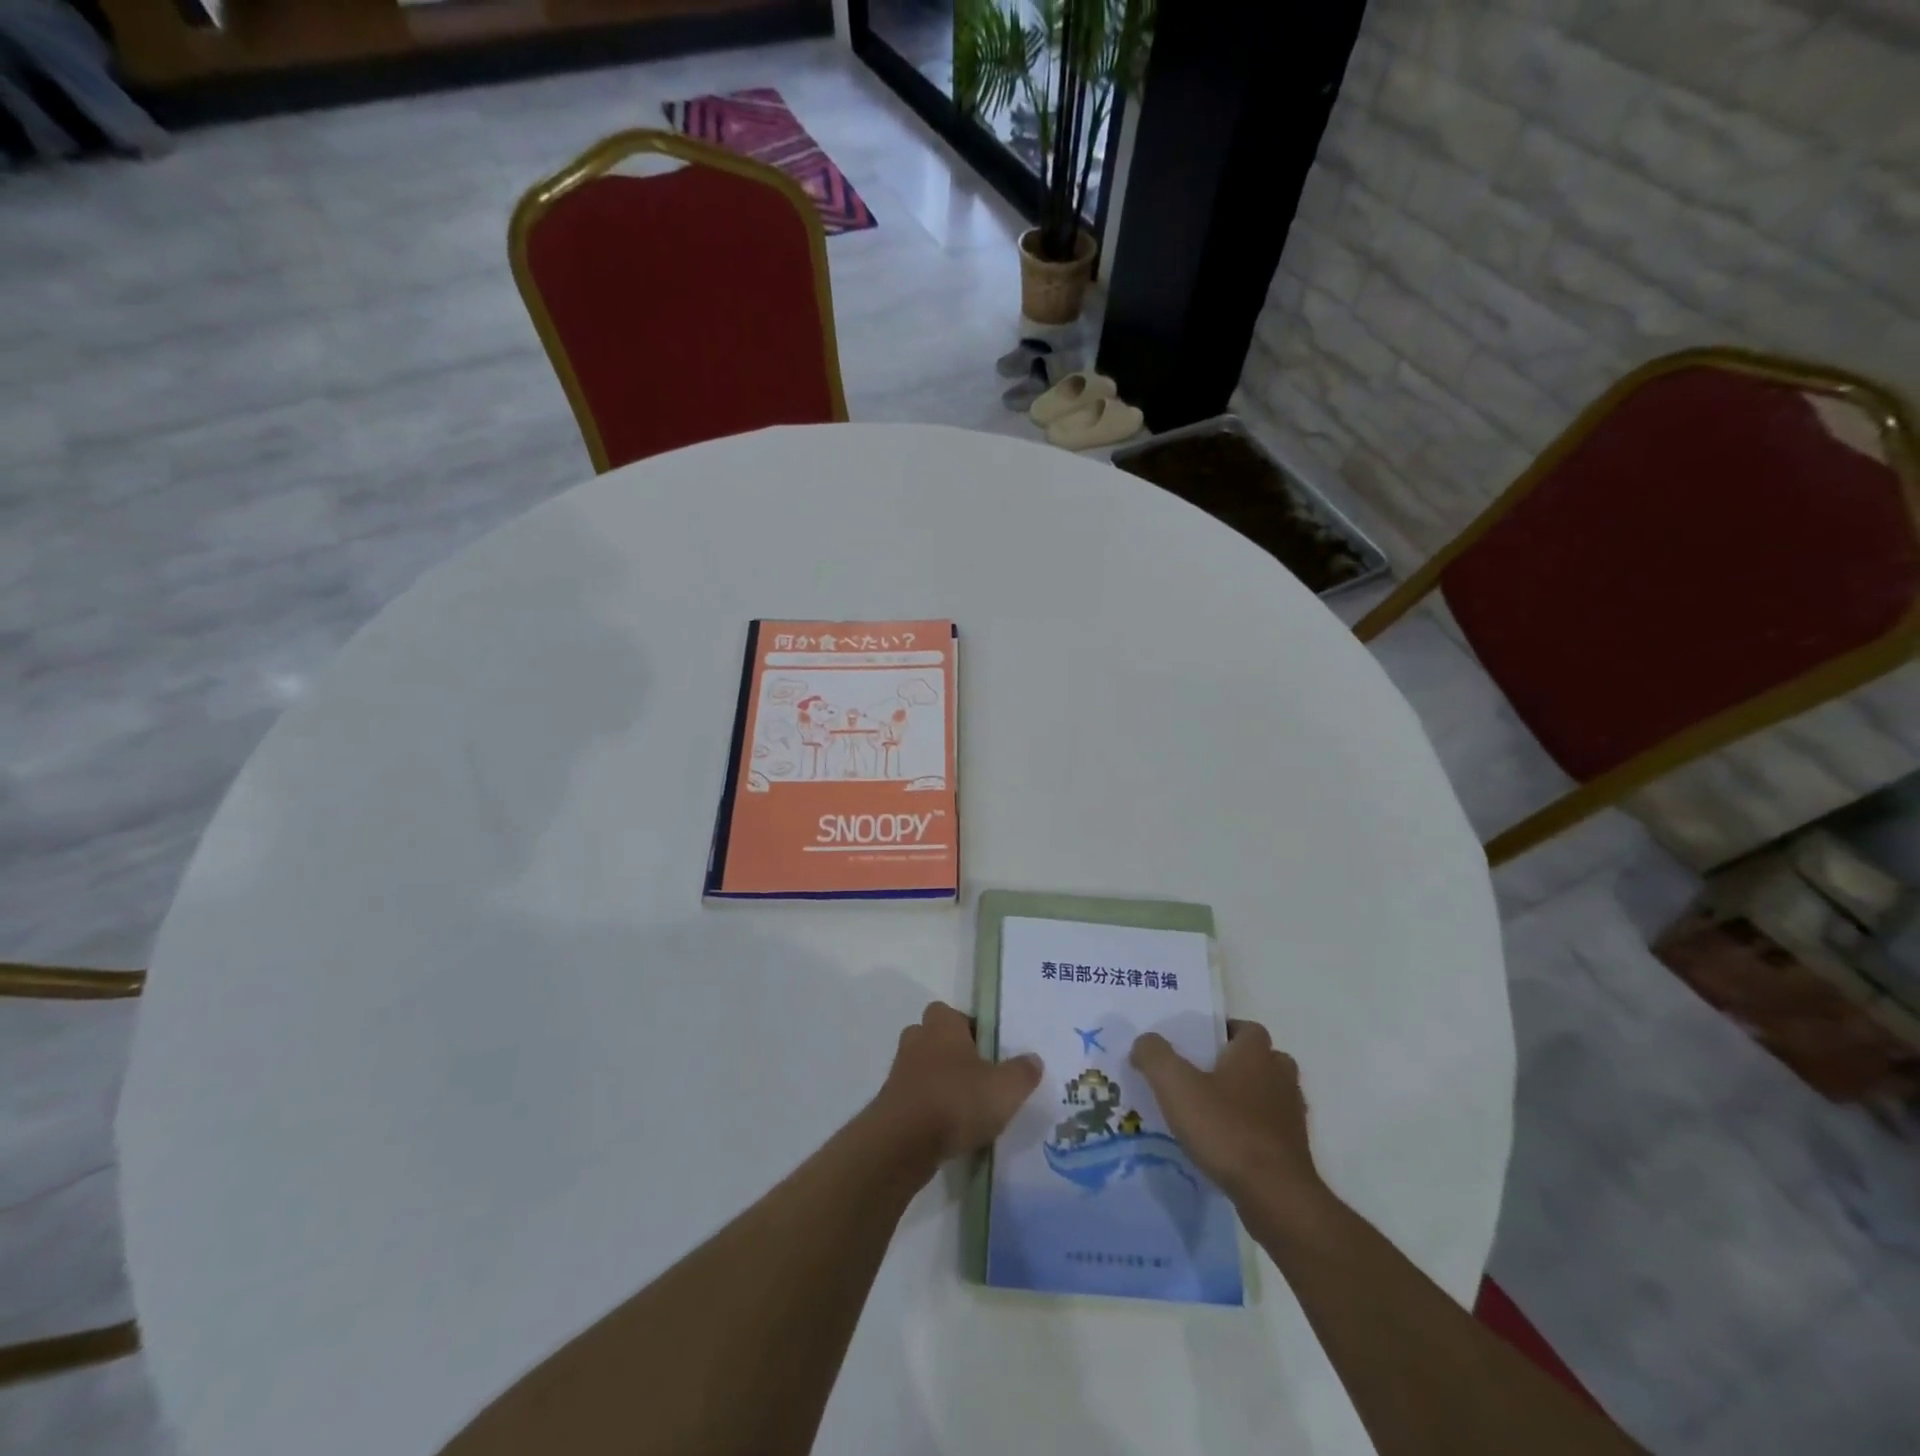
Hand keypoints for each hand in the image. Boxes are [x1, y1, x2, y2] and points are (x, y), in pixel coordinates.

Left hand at [873, 1002, 1042, 1163]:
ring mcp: (899, 1072)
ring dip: (938, 1082)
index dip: (967, 1027)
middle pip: (933, 1038)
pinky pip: (913, 1097)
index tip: (986, 1049)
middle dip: (951, 1053)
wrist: (903, 1142)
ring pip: (922, 1068)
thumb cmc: (956, 1101)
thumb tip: (1034, 1059)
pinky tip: (947, 1130)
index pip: (950, 1012)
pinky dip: (927, 1108)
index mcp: (943, 1025)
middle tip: (976, 1076)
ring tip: (964, 1107)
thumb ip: (1022, 1072)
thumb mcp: (1005, 1088)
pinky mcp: (890, 1104)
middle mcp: (917, 1040)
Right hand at [1130, 1020, 1322, 1204]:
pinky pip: (1271, 1128)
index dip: (1224, 1032)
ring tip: (1213, 1111)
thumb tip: (1144, 1042)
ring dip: (1248, 1098)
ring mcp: (1292, 1115)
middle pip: (1263, 1059)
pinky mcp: (1294, 1150)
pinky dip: (1253, 1129)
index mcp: (1256, 1054)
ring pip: (1270, 1094)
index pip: (1247, 1028)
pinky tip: (1227, 1144)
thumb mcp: (1175, 1085)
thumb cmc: (1225, 1129)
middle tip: (1205, 1075)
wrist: (1275, 1195)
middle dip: (1238, 1064)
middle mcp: (1280, 1077)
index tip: (1199, 1044)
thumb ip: (1155, 1055)